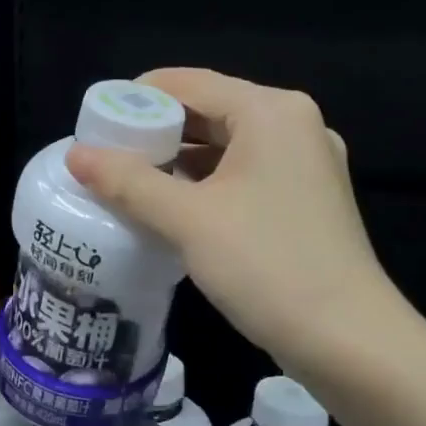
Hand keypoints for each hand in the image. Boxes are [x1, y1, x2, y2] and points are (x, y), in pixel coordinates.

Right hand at [66, 68, 407, 374]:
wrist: (349, 342)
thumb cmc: (267, 267)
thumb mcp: (188, 220)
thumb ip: (128, 182)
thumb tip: (75, 154)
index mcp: (271, 112)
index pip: (188, 83)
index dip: (135, 99)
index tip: (93, 125)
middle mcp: (294, 125)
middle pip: (209, 111)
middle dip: (155, 133)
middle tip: (105, 158)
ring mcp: (306, 163)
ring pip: (227, 146)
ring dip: (178, 161)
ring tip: (127, 184)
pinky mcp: (307, 199)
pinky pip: (244, 175)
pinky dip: (207, 184)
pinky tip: (171, 208)